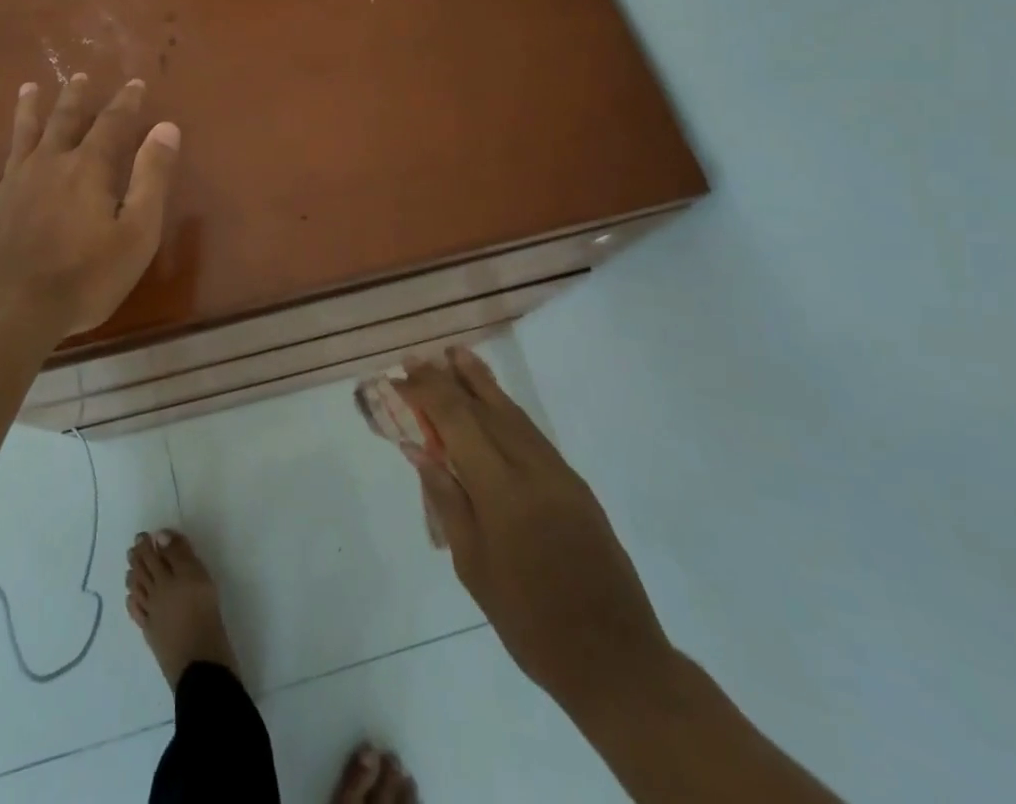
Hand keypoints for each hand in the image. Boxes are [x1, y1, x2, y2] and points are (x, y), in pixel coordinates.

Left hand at [0, 74, 179, 339]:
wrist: (9, 308)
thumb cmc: (84, 276)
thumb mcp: (137, 231)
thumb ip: (152, 177)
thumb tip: (166, 127)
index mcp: (89, 168)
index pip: (112, 124)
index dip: (126, 102)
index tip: (135, 83)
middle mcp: (49, 164)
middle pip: (63, 121)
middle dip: (74, 97)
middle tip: (79, 76)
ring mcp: (12, 183)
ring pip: (21, 135)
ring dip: (27, 110)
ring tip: (29, 88)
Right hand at [397, 349, 669, 709]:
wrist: (615, 660)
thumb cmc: (530, 622)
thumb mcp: (473, 568)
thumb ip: (446, 501)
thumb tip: (420, 451)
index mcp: (501, 491)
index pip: (457, 420)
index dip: (426, 393)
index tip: (400, 377)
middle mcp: (532, 468)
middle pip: (484, 408)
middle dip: (447, 379)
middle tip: (417, 358)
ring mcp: (559, 473)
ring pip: (512, 412)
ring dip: (480, 381)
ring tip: (455, 354)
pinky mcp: (575, 484)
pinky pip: (531, 432)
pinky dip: (505, 408)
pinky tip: (492, 402)